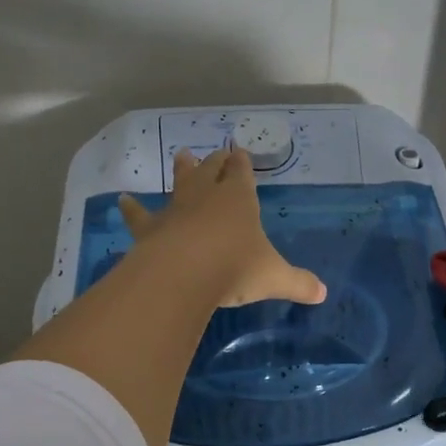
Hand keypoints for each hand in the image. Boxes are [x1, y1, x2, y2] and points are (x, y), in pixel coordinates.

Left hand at [120, 149, 326, 307]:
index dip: (242, 164)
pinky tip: (122, 200)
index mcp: (239, 199)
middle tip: (215, 152)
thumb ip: (298, 283)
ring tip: (181, 154)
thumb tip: (322, 293)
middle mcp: (207, 197)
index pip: (241, 174)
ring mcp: (176, 210)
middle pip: (211, 171)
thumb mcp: (275, 277)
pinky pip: (139, 215)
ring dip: (181, 170)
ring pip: (179, 183)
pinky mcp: (150, 229)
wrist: (184, 274)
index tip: (240, 152)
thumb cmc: (235, 267)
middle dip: (215, 162)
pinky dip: (132, 208)